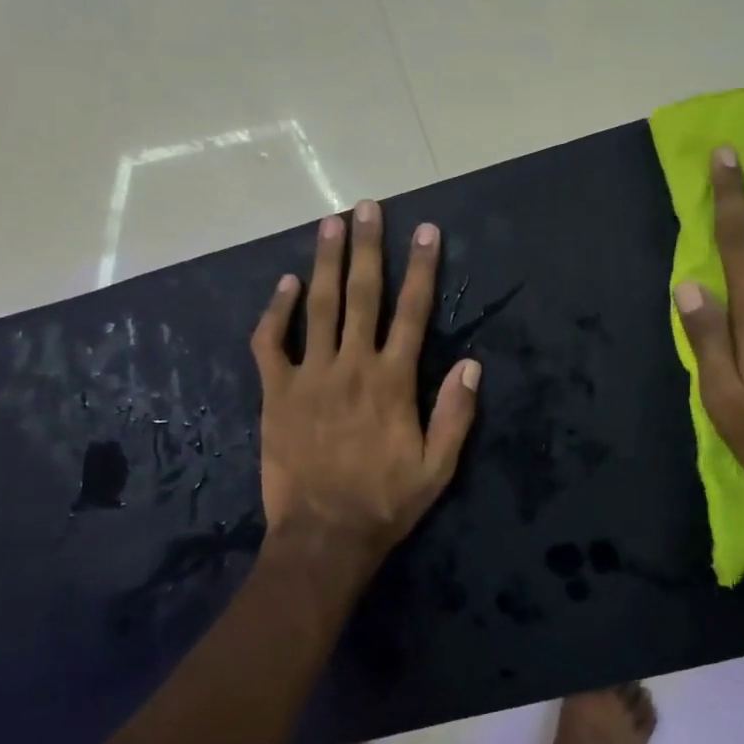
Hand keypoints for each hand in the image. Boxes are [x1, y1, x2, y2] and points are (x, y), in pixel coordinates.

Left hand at [252, 200, 480, 577]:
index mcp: (393, 381)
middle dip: (367, 247)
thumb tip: (472, 365)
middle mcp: (352, 365)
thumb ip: (456, 414)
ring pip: (318, 306)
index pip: (414, 312)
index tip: (426, 231)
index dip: (422, 268)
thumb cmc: (385, 503)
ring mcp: (309, 375)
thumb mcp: (438, 468)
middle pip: (362, 294)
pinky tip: (285, 284)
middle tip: (367, 207)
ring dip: (325, 262)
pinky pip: (271, 342)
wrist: (323, 536)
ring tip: (329, 224)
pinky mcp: (276, 392)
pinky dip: (276, 311)